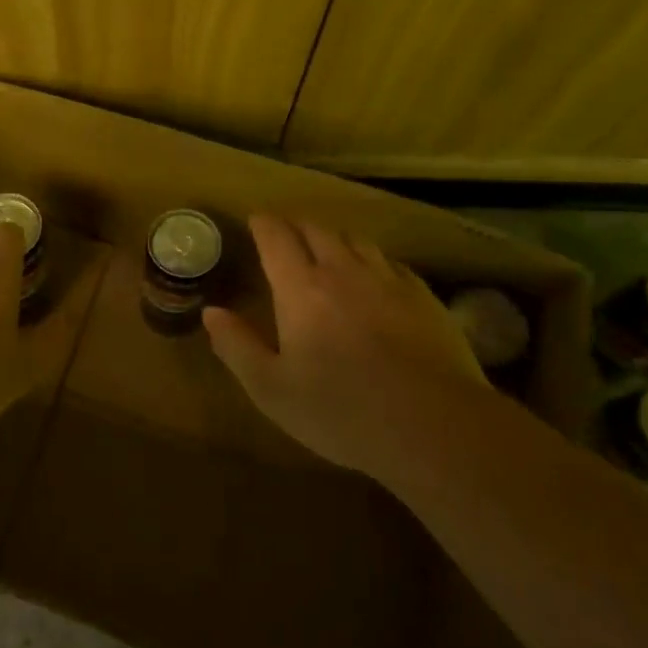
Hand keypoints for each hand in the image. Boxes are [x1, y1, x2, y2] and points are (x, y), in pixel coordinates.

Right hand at [204, 216, 488, 477]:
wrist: (435, 427)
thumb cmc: (342, 411)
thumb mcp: (272, 389)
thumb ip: (237, 346)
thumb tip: (211, 311)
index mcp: (301, 288)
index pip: (276, 237)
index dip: (263, 224)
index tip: (254, 221)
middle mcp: (343, 271)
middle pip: (316, 230)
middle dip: (295, 226)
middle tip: (284, 235)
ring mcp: (388, 280)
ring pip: (356, 240)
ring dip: (334, 238)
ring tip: (326, 249)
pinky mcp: (423, 297)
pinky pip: (390, 262)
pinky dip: (372, 260)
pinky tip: (374, 277)